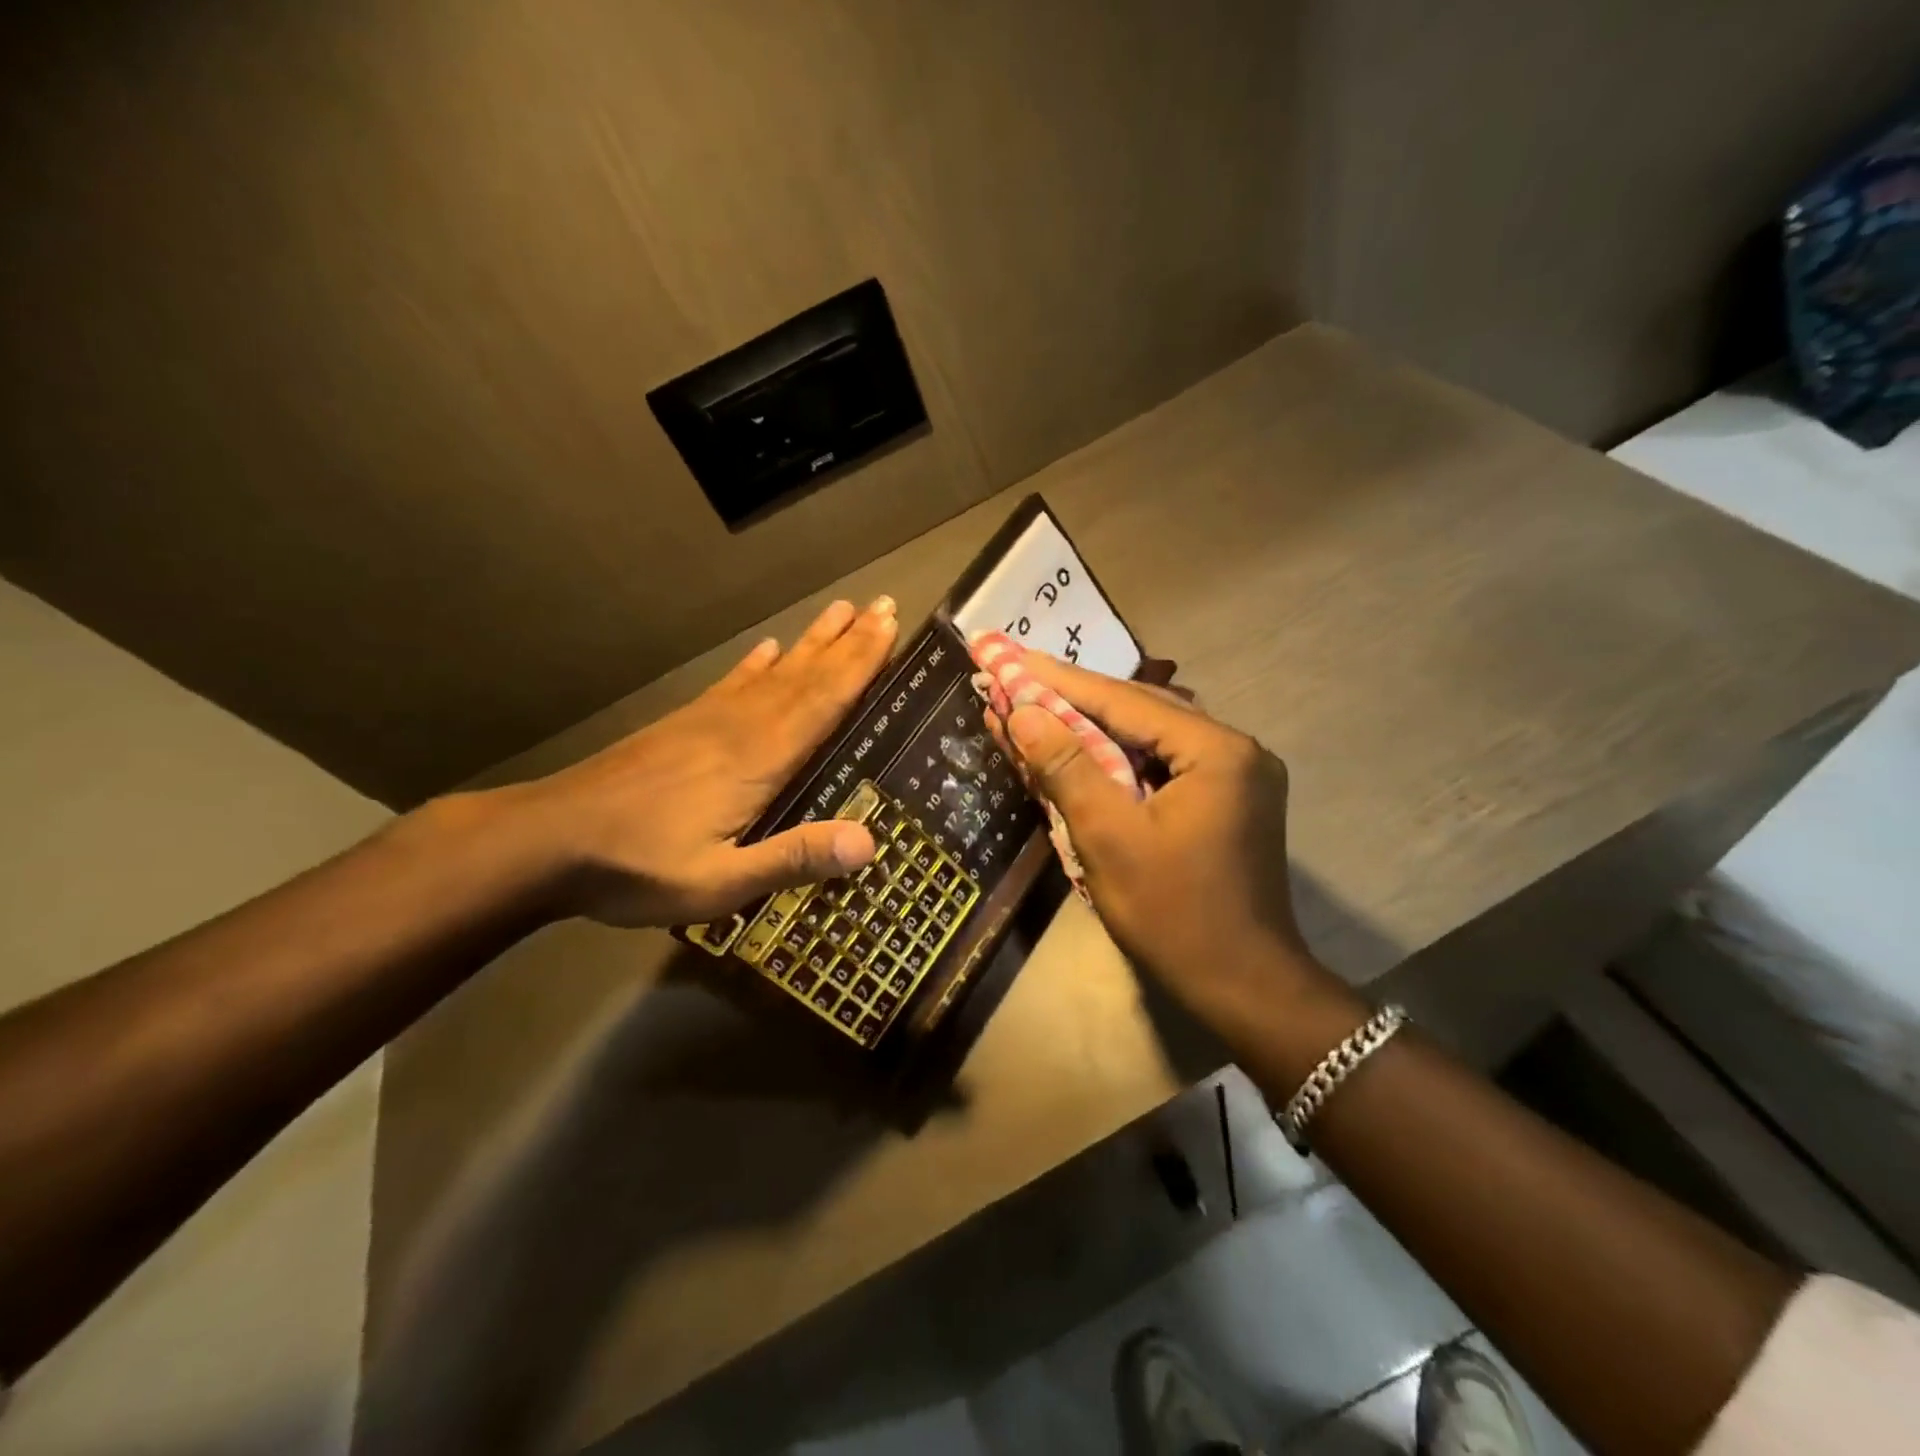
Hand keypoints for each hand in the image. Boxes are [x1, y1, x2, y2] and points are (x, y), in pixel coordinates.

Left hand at [519, 597, 898, 926]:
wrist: (546, 840)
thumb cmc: (637, 866)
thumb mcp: (719, 882)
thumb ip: (793, 858)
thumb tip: (869, 842)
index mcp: (759, 759)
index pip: (823, 701)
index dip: (861, 663)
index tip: (890, 625)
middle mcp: (741, 726)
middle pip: (807, 675)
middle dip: (850, 641)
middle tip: (884, 603)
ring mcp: (708, 720)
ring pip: (775, 672)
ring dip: (813, 642)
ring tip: (841, 610)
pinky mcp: (682, 724)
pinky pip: (732, 684)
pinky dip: (757, 664)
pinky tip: (768, 649)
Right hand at [982, 648, 1343, 1036]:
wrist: (1244, 988)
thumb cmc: (1174, 915)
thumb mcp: (1109, 838)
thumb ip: (1065, 768)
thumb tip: (1020, 711)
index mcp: (1217, 751)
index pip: (1123, 701)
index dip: (1060, 682)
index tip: (1010, 658)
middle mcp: (1234, 750)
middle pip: (1139, 712)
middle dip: (1073, 702)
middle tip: (1016, 681)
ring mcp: (1234, 777)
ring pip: (1148, 739)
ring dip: (1091, 730)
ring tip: (1035, 711)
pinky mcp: (1226, 802)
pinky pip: (1160, 766)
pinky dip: (1116, 762)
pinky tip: (1077, 753)